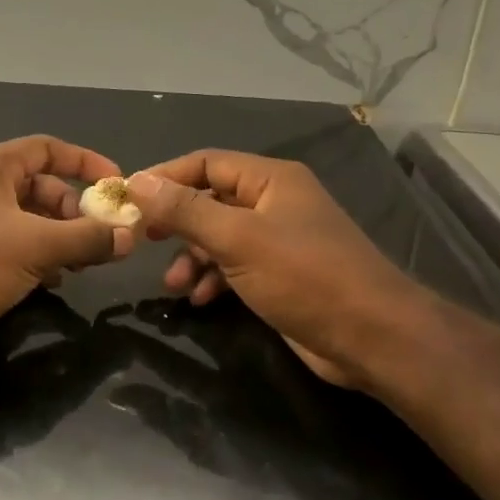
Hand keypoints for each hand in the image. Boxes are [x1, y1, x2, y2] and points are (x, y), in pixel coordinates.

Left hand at [0, 136, 135, 363]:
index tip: (117, 187)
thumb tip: (130, 236)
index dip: (86, 162)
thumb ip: (86, 238)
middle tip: (103, 240)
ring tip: (83, 265)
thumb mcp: (35, 245)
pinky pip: (13, 248)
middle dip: (75, 211)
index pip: (48, 148)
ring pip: (29, 221)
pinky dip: (37, 259)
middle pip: (42, 187)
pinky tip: (52, 282)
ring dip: (60, 239)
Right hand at [126, 150, 419, 387]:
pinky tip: (200, 299)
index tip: (128, 199)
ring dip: (192, 258)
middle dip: (177, 223)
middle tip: (144, 241)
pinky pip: (235, 266)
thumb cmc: (304, 277)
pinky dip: (213, 278)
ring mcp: (280, 240)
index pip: (205, 162)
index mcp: (270, 180)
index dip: (165, 177)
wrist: (371, 336)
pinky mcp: (282, 274)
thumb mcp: (237, 239)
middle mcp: (275, 202)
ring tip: (174, 286)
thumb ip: (185, 210)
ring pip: (220, 237)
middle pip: (210, 200)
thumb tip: (136, 181)